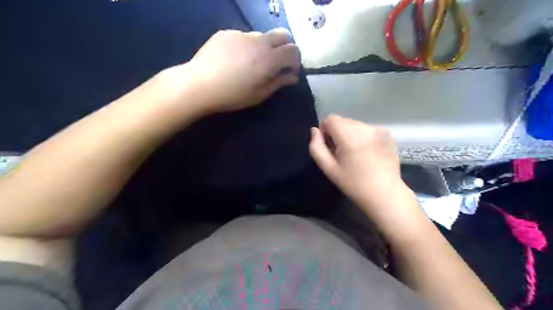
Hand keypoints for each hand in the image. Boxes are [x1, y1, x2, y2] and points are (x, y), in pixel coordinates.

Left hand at [182, 27, 300, 113]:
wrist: (200, 85)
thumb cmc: (233, 95)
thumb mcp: (259, 94)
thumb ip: (279, 82)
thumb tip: (293, 76)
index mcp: (269, 58)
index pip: (293, 50)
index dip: (295, 61)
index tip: (289, 71)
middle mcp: (259, 41)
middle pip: (282, 34)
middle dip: (285, 47)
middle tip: (276, 63)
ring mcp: (242, 34)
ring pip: (262, 36)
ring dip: (264, 47)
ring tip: (251, 63)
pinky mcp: (227, 33)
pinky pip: (243, 36)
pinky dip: (246, 46)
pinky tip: (234, 60)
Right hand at [309, 115, 421, 225]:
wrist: (385, 194)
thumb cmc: (354, 184)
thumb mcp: (329, 169)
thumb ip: (317, 148)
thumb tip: (314, 131)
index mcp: (350, 136)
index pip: (331, 119)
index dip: (325, 130)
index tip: (329, 146)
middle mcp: (365, 128)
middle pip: (343, 120)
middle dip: (337, 132)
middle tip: (341, 152)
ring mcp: (378, 130)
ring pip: (355, 124)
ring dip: (350, 134)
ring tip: (354, 153)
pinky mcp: (387, 134)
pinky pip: (367, 129)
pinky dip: (362, 136)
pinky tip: (366, 153)